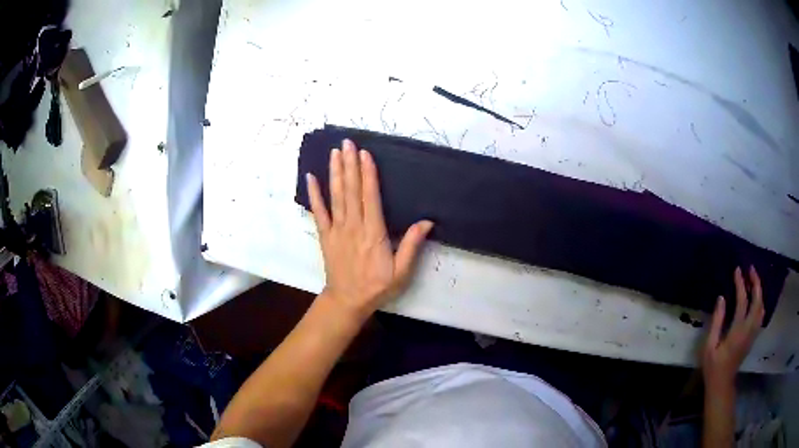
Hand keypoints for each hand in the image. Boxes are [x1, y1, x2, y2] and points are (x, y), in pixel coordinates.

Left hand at [306, 139, 433, 318]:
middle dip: (350, 165)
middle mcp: (353, 227)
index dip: (368, 174)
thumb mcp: (401, 272)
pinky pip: (319, 212)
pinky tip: (311, 178)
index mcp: (373, 233)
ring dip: (335, 173)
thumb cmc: (376, 286)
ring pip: (336, 196)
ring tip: (335, 153)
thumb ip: (412, 246)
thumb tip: (426, 222)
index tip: (365, 154)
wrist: (347, 301)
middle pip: (351, 191)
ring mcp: (336, 230)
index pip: (370, 197)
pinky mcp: (325, 235)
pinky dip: (314, 194)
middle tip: (347, 143)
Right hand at [702, 266, 763, 389]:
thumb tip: (721, 298)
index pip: (742, 301)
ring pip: (761, 307)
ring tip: (753, 281)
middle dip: (756, 282)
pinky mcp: (753, 337)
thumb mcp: (709, 346)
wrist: (722, 383)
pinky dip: (760, 302)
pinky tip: (755, 299)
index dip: (740, 284)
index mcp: (737, 331)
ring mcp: (753, 333)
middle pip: (758, 301)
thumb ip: (717, 321)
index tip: (737, 270)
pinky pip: (760, 315)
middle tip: (750, 269)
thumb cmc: (713, 366)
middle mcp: (749, 329)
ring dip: (759, 291)